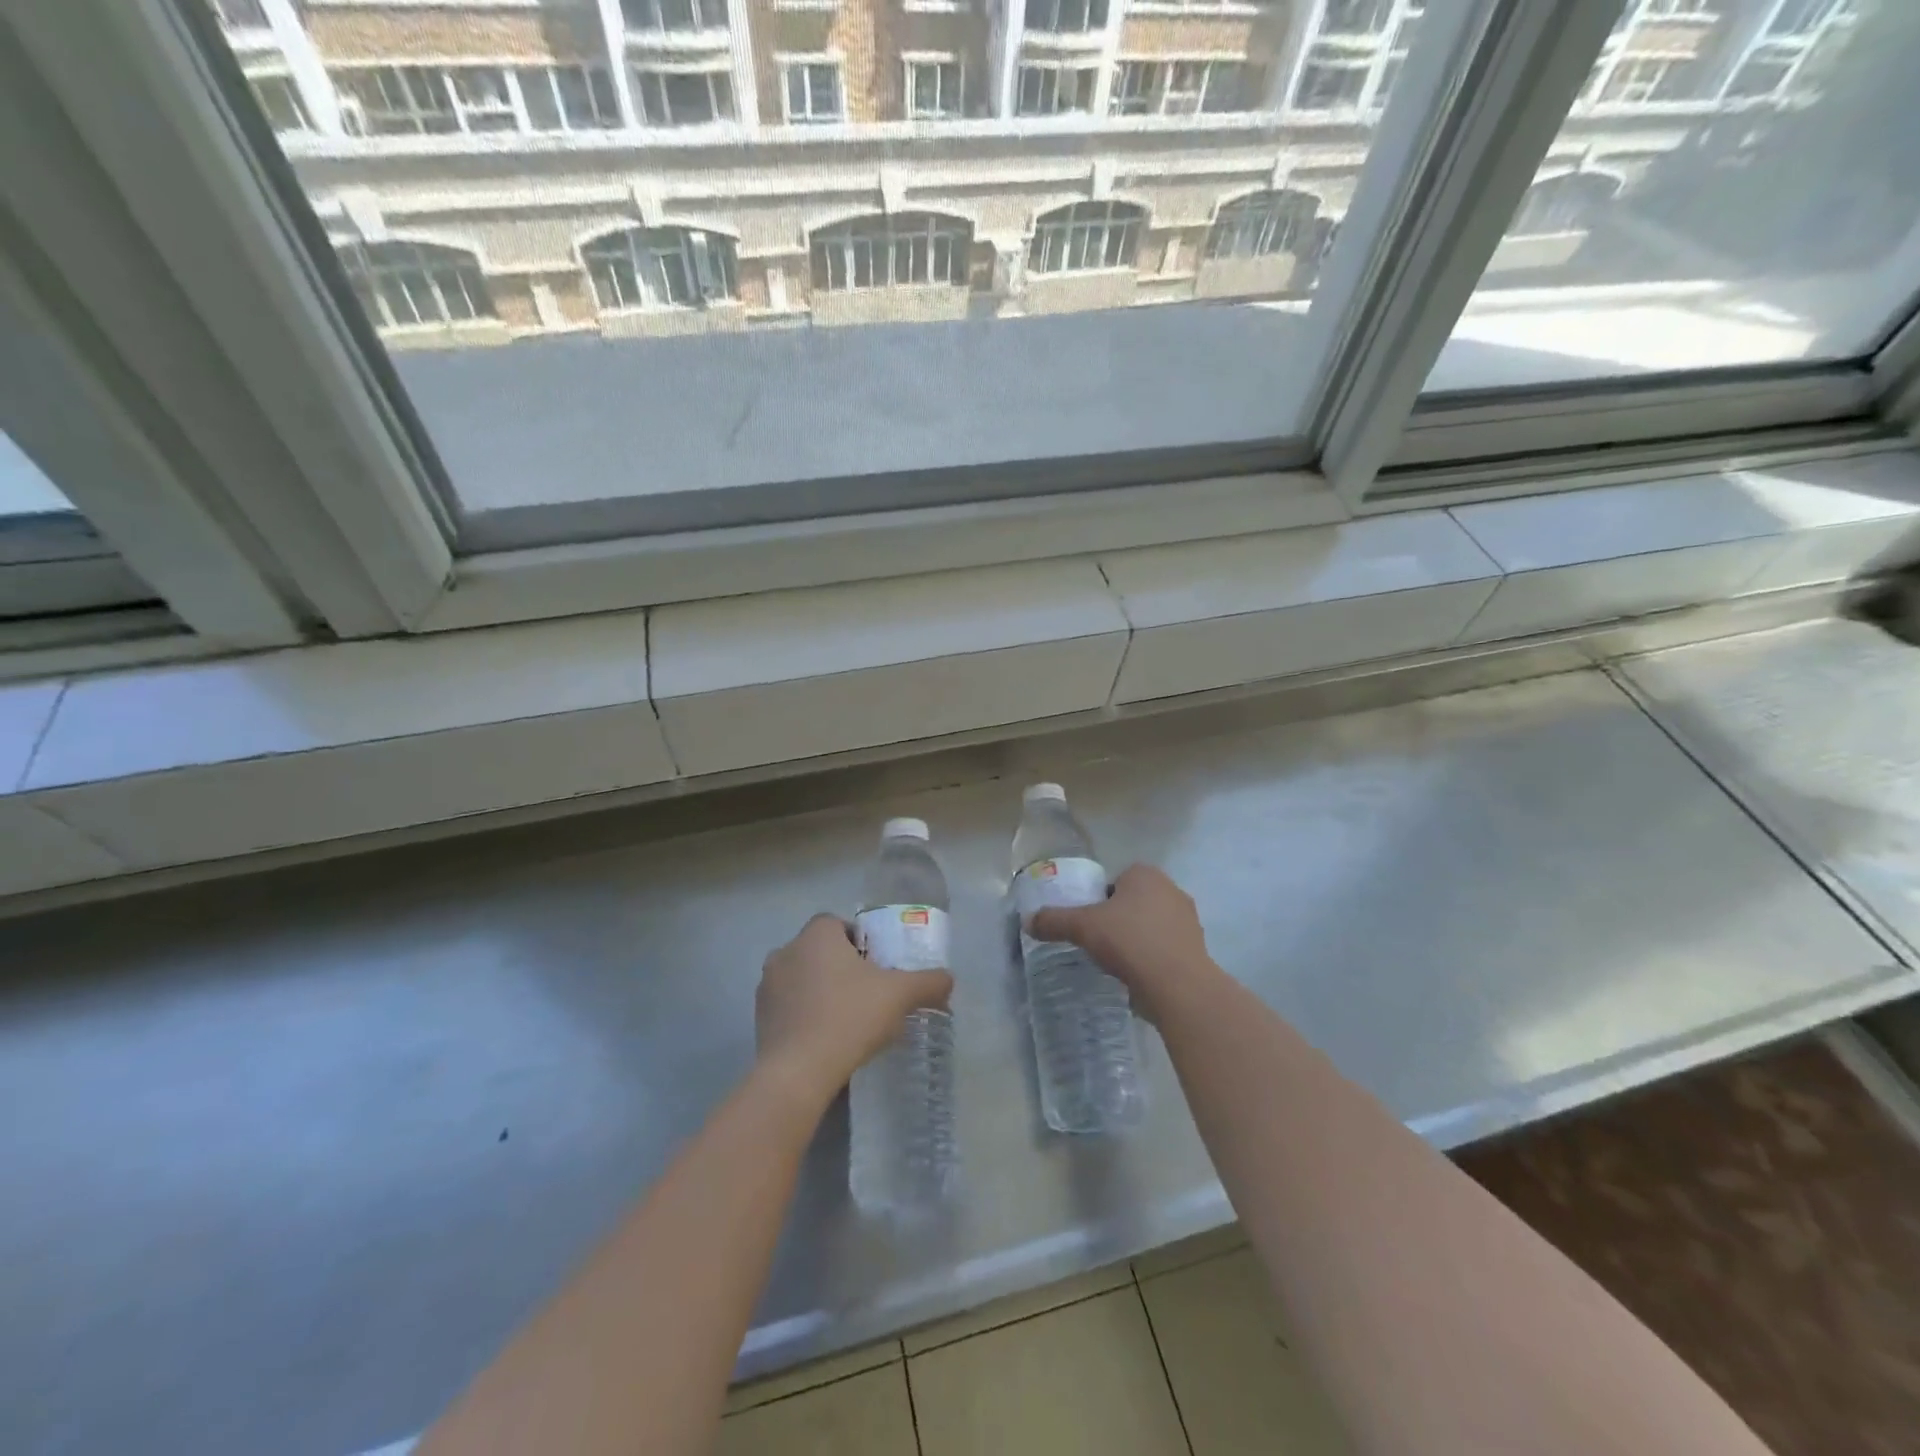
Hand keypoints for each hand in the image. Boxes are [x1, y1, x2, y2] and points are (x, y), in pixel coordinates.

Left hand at [756, 913, 953, 1099]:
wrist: (798, 1072)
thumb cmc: (850, 1017)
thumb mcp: (900, 995)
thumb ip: (928, 982)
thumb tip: (949, 979)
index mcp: (816, 934)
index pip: (838, 924)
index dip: (860, 942)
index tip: (878, 968)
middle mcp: (786, 951)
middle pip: (820, 951)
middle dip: (842, 967)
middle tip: (868, 994)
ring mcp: (767, 986)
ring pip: (803, 979)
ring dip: (822, 992)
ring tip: (848, 1021)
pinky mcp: (758, 1018)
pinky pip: (789, 1007)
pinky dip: (805, 1016)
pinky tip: (826, 1041)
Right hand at [1027, 864, 1216, 1020]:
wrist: (1178, 985)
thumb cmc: (1129, 942)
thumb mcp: (1082, 927)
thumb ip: (1054, 920)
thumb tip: (1028, 921)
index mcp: (1145, 874)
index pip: (1114, 881)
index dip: (1098, 902)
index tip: (1089, 925)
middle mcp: (1171, 889)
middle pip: (1133, 902)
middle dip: (1118, 920)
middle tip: (1099, 943)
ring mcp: (1188, 919)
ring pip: (1151, 925)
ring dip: (1137, 939)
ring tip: (1118, 963)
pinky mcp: (1197, 948)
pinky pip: (1166, 947)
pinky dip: (1152, 958)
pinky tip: (1139, 976)